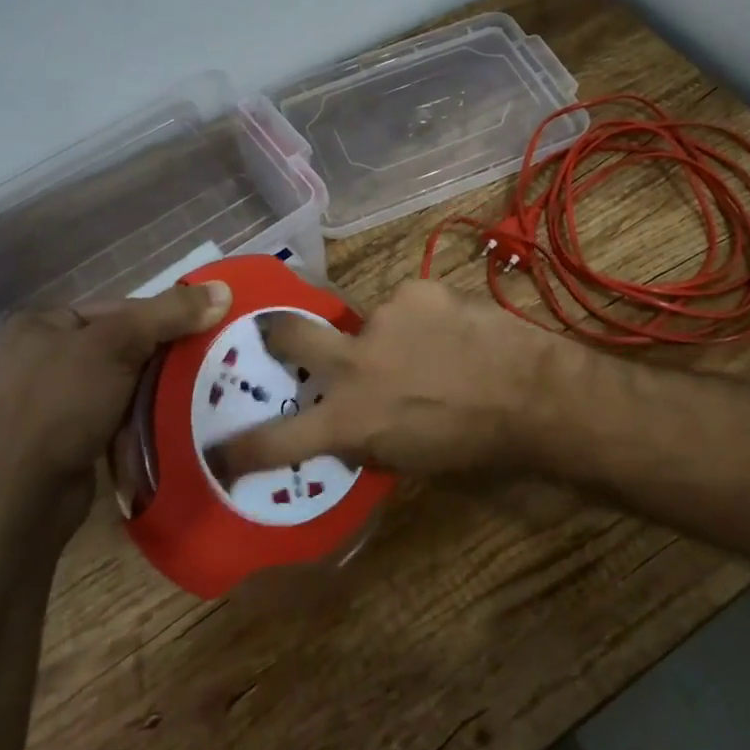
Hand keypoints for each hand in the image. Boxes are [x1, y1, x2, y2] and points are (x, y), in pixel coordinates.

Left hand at [0, 282, 231, 528]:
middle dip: (166, 353)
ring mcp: (54, 400)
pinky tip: (173, 416)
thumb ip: (170, 313)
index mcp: (44, 324)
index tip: (205, 330)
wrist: (22, 500)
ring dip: (159, 385)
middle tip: (210, 358)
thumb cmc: (62, 405)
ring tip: (200, 388)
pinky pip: (119, 412)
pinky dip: (145, 412)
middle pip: (126, 342)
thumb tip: (224, 289)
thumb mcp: (118, 344)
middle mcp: (44, 356)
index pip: (122, 308)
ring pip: (125, 379)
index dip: (165, 316)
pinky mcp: (68, 437)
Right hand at [206, 279, 565, 481]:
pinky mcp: (418, 289)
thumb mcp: (409, 460)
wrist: (531, 393)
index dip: (242, 447)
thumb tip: (351, 423)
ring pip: (370, 321)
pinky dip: (422, 318)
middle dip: (277, 334)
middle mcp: (354, 361)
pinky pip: (409, 304)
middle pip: (290, 334)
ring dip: (388, 335)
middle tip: (276, 334)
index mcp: (350, 417)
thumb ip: (367, 437)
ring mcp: (384, 317)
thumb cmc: (475, 446)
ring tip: (430, 348)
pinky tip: (454, 331)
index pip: (278, 439)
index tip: (219, 449)